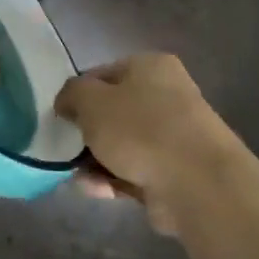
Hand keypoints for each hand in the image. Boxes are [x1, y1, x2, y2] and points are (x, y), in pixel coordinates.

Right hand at [56, 54, 247, 234]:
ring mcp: (173, 136)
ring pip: (122, 145)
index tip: (62, 117)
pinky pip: (135, 171)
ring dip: (97, 161)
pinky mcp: (174, 171)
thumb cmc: (140, 129)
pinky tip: (97, 191)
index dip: (78, 94)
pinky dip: (114, 180)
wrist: (197, 183)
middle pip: (112, 112)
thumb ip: (71, 95)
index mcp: (150, 66)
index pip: (102, 74)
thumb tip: (68, 102)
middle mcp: (166, 95)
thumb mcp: (91, 101)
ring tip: (80, 178)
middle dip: (88, 133)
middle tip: (67, 149)